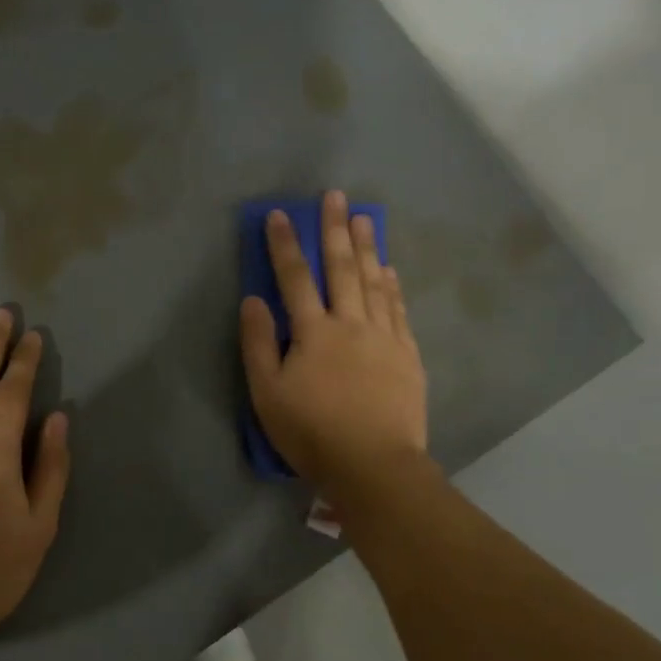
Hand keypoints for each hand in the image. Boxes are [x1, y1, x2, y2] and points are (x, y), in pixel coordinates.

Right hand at [240, 191, 428, 495]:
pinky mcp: (407, 355)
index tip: (280, 214)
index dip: (285, 245)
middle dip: (335, 230)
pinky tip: (389, 271)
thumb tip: (253, 300)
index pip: (295, 278)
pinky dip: (392, 286)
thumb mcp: (268, 394)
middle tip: (335, 195)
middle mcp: (351, 324)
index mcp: (314, 332)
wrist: (374, 464)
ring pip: (374, 282)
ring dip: (367, 248)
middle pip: (342, 269)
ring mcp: (384, 337)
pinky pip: (398, 310)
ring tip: (365, 218)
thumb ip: (259, 344)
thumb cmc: (312, 432)